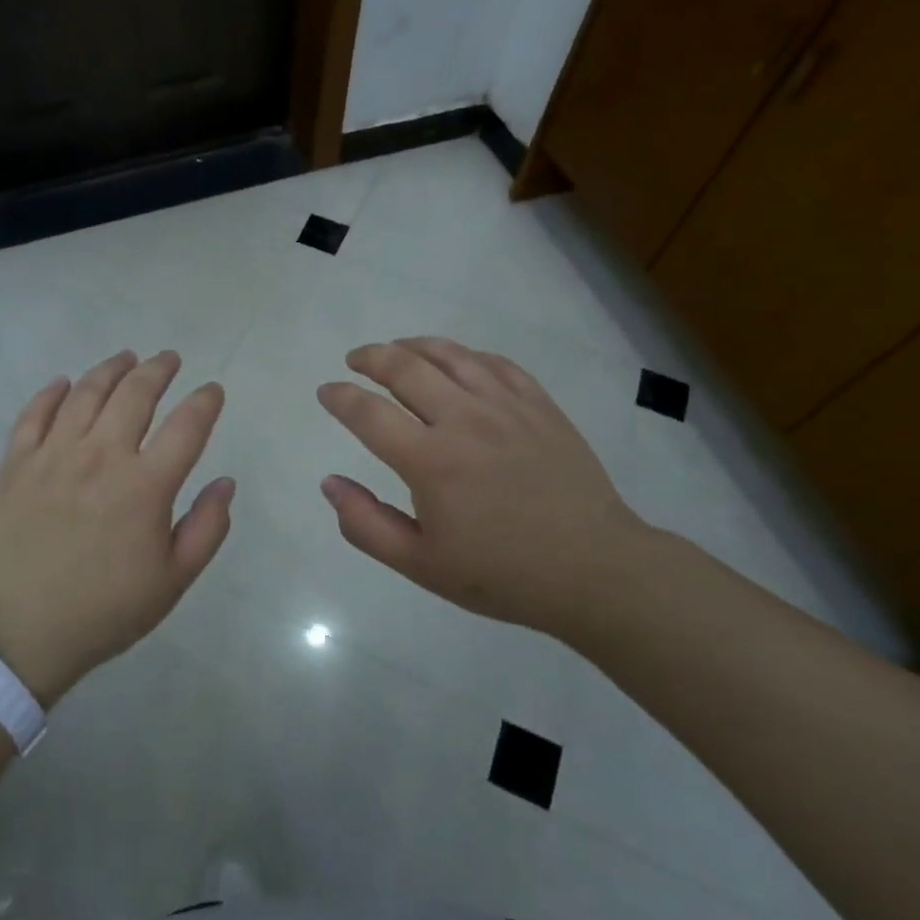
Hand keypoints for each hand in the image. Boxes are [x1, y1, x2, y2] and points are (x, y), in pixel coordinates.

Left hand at [0, 350, 233, 704]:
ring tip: (126, 358)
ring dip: (110, 369)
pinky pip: (33, 415)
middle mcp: (101, 456)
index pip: (187, 425)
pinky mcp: (17, 466)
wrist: (23, 633)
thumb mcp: (174, 580)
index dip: (205, 402)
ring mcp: (54, 456)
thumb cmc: (107, 610)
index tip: (213, 391)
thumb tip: (225, 482)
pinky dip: (50, 393)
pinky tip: (64, 382)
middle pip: (135, 394)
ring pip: (86, 393)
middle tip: (169, 359)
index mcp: (145, 485)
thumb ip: (208, 527)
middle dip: (158, 370)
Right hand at [317, 337, 651, 638]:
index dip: (340, 398)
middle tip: (355, 360)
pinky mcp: (539, 405)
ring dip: (414, 345)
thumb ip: (366, 524)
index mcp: (430, 461)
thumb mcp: (421, 565)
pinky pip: (495, 363)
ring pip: (450, 355)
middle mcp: (464, 420)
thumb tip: (329, 483)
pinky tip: (456, 362)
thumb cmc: (501, 574)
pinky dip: (465, 355)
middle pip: (405, 368)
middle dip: (371, 358)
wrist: (593, 569)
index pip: (369, 413)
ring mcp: (506, 406)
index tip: (326, 391)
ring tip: (396, 348)